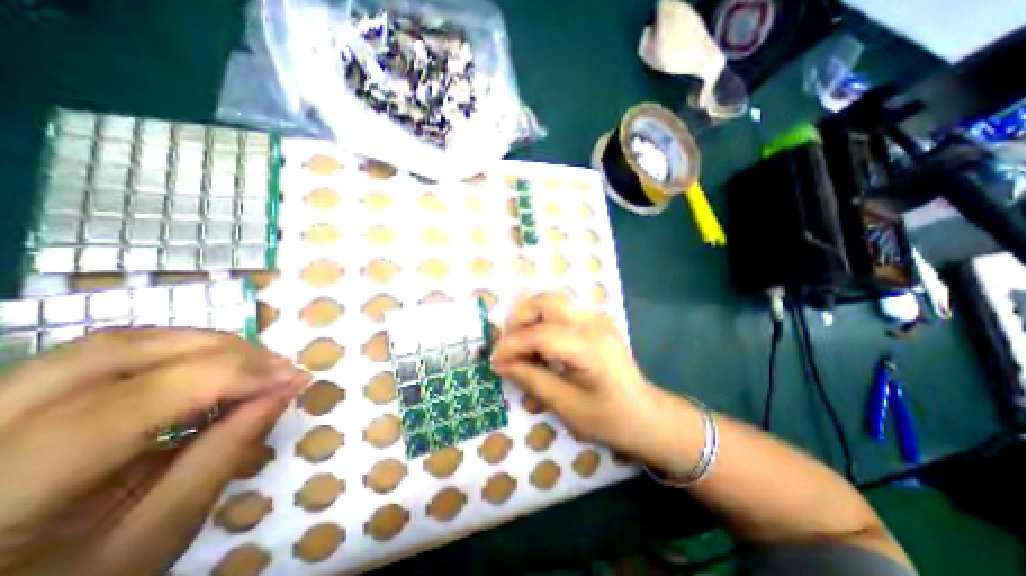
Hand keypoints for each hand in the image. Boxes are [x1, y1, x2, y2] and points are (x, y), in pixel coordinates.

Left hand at [0, 328, 307, 575]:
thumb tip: (288, 388)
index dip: (228, 377)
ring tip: (254, 363)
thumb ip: (226, 452)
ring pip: (113, 342)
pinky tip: (215, 365)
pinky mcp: (16, 400)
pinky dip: (178, 349)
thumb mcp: (158, 533)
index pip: (133, 402)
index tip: (292, 377)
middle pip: (117, 353)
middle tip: (277, 366)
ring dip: (203, 344)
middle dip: (221, 350)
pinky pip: (107, 352)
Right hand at [490, 294, 656, 456]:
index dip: (512, 345)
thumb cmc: (610, 418)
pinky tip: (538, 343)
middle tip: (508, 347)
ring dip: (529, 317)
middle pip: (545, 302)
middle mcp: (593, 322)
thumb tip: (502, 363)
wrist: (647, 415)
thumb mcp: (567, 406)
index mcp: (589, 346)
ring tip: (520, 344)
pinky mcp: (594, 320)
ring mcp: (596, 318)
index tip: (494, 360)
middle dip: (519, 320)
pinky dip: (541, 320)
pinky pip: (560, 310)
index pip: (540, 334)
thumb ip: (532, 379)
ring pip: (551, 301)